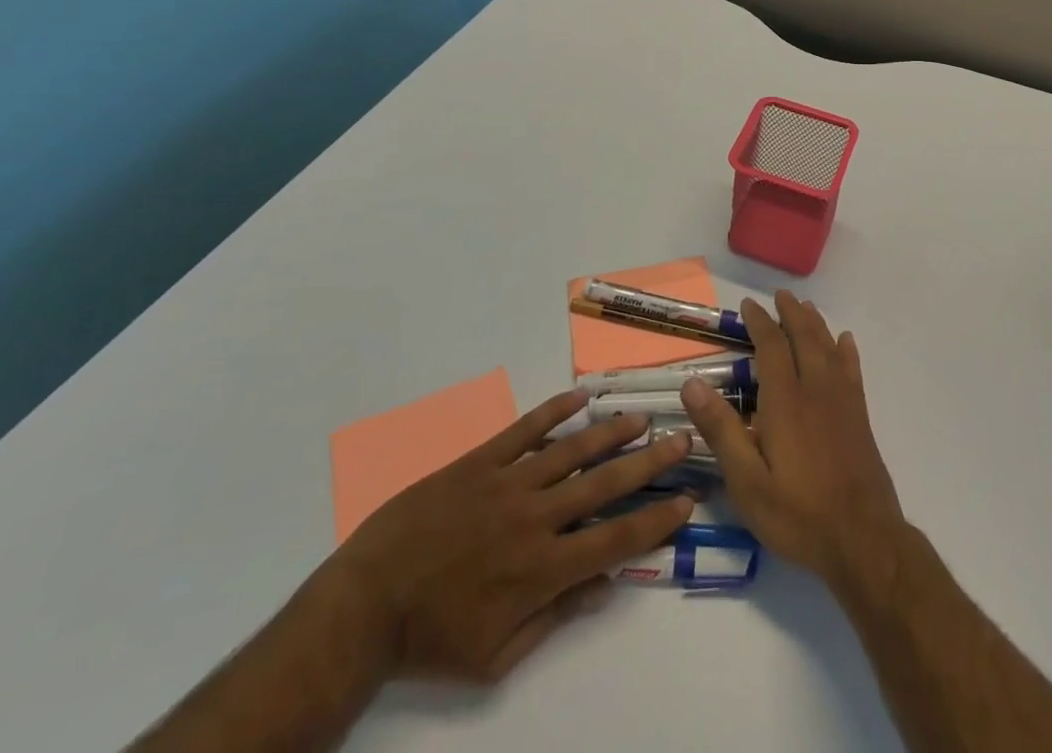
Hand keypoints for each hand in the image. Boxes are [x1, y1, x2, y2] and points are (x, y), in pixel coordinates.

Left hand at [332, 391, 695, 683]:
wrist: (365, 604)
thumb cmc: (432, 639)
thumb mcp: (495, 657)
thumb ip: (553, 619)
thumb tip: (601, 588)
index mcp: (541, 570)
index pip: (615, 541)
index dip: (655, 521)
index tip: (686, 501)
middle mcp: (535, 519)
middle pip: (604, 485)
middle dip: (649, 463)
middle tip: (681, 440)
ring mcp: (507, 484)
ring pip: (572, 449)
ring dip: (610, 432)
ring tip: (641, 417)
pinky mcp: (479, 462)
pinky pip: (524, 431)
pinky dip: (554, 411)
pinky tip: (579, 395)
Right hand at [681, 292, 907, 595]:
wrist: (863, 539)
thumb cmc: (797, 513)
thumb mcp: (747, 481)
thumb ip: (721, 430)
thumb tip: (691, 383)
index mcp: (785, 400)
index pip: (771, 346)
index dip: (759, 322)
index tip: (748, 305)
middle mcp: (816, 389)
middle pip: (804, 337)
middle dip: (790, 313)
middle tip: (780, 295)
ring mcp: (842, 401)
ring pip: (828, 347)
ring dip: (815, 324)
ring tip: (806, 307)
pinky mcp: (860, 416)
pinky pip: (852, 370)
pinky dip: (846, 350)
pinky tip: (845, 341)